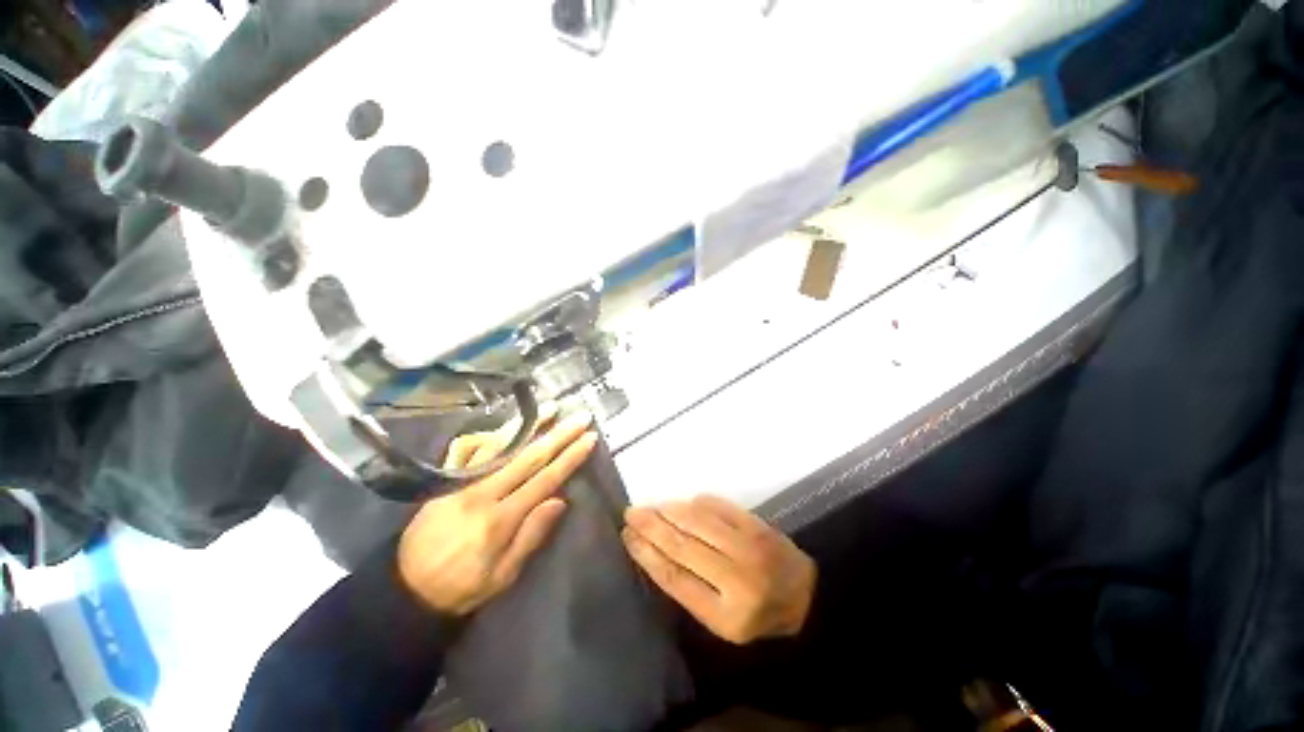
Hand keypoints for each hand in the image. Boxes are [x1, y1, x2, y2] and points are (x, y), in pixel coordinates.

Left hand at [398, 410, 597, 615]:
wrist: (405, 590)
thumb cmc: (462, 586)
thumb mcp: (503, 576)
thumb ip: (531, 536)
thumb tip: (561, 500)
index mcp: (500, 519)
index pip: (545, 479)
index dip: (570, 457)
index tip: (589, 438)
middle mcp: (482, 493)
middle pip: (528, 456)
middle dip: (558, 434)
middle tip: (579, 416)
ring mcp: (461, 482)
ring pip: (499, 445)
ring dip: (528, 425)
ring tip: (549, 408)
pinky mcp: (445, 480)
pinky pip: (465, 448)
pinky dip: (486, 435)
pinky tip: (504, 429)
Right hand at [622, 495, 816, 644]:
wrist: (806, 596)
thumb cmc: (758, 615)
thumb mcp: (722, 622)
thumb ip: (690, 590)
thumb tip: (657, 549)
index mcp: (725, 615)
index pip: (675, 578)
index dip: (647, 554)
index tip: (628, 536)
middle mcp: (737, 579)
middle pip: (682, 546)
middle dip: (651, 527)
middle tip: (631, 514)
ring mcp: (749, 547)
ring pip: (698, 522)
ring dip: (669, 511)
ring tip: (650, 507)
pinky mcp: (758, 525)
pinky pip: (719, 507)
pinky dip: (696, 503)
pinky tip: (681, 503)